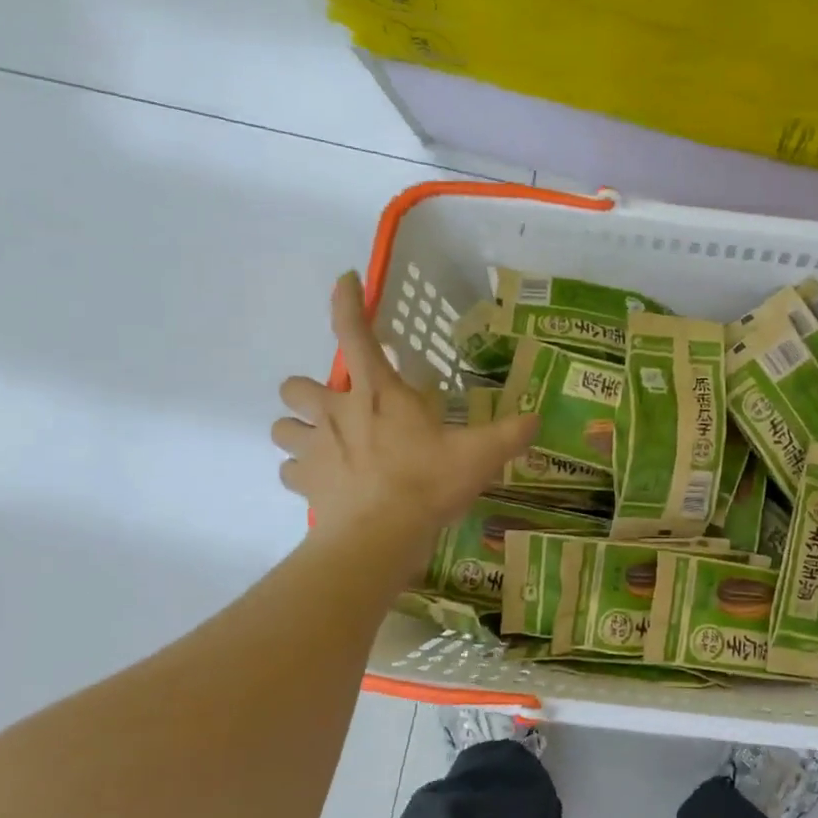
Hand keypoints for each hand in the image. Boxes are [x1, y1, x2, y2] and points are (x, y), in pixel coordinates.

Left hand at [272, 273, 537, 569]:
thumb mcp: (480, 455)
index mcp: (377, 392)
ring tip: (325, 443)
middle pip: (295, 385)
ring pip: (281, 427)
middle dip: (310, 391)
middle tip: (340, 407)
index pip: (353, 332)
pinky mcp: (304, 484)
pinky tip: (325, 480)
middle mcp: (335, 412)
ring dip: (298, 429)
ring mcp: (313, 448)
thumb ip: (509, 434)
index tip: (345, 280)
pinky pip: (289, 470)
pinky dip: (302, 471)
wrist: (379, 537)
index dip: (347, 301)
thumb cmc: (427, 483)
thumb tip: (537, 420)